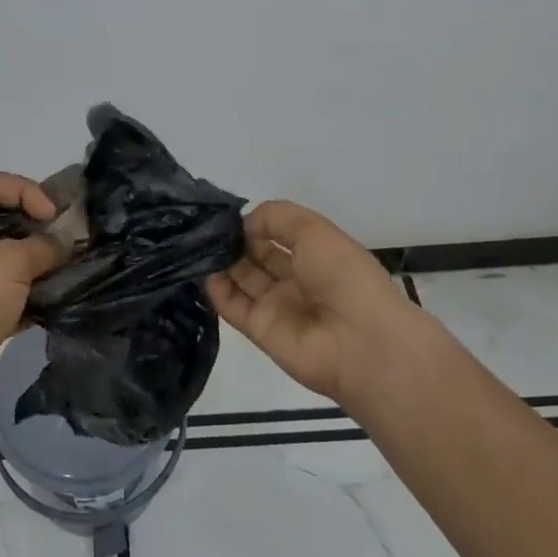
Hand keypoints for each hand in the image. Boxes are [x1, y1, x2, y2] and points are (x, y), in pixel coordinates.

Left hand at [0, 172, 68, 420]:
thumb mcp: (8, 264)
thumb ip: (43, 245)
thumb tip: (65, 244)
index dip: (25, 191)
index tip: (52, 217)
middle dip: (35, 224)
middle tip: (67, 238)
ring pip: (7, 255)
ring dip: (38, 259)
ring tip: (68, 265)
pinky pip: (10, 288)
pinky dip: (33, 289)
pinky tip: (57, 296)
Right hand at [207, 201, 405, 403]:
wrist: (359, 343)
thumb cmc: (343, 277)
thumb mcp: (314, 230)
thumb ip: (275, 217)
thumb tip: (243, 225)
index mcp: (318, 254)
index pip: (280, 233)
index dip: (257, 222)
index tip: (229, 213)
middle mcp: (297, 279)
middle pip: (258, 255)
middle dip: (235, 240)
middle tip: (205, 227)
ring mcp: (278, 306)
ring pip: (243, 279)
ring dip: (223, 262)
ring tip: (198, 245)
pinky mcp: (261, 331)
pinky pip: (234, 307)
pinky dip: (217, 291)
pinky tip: (205, 272)